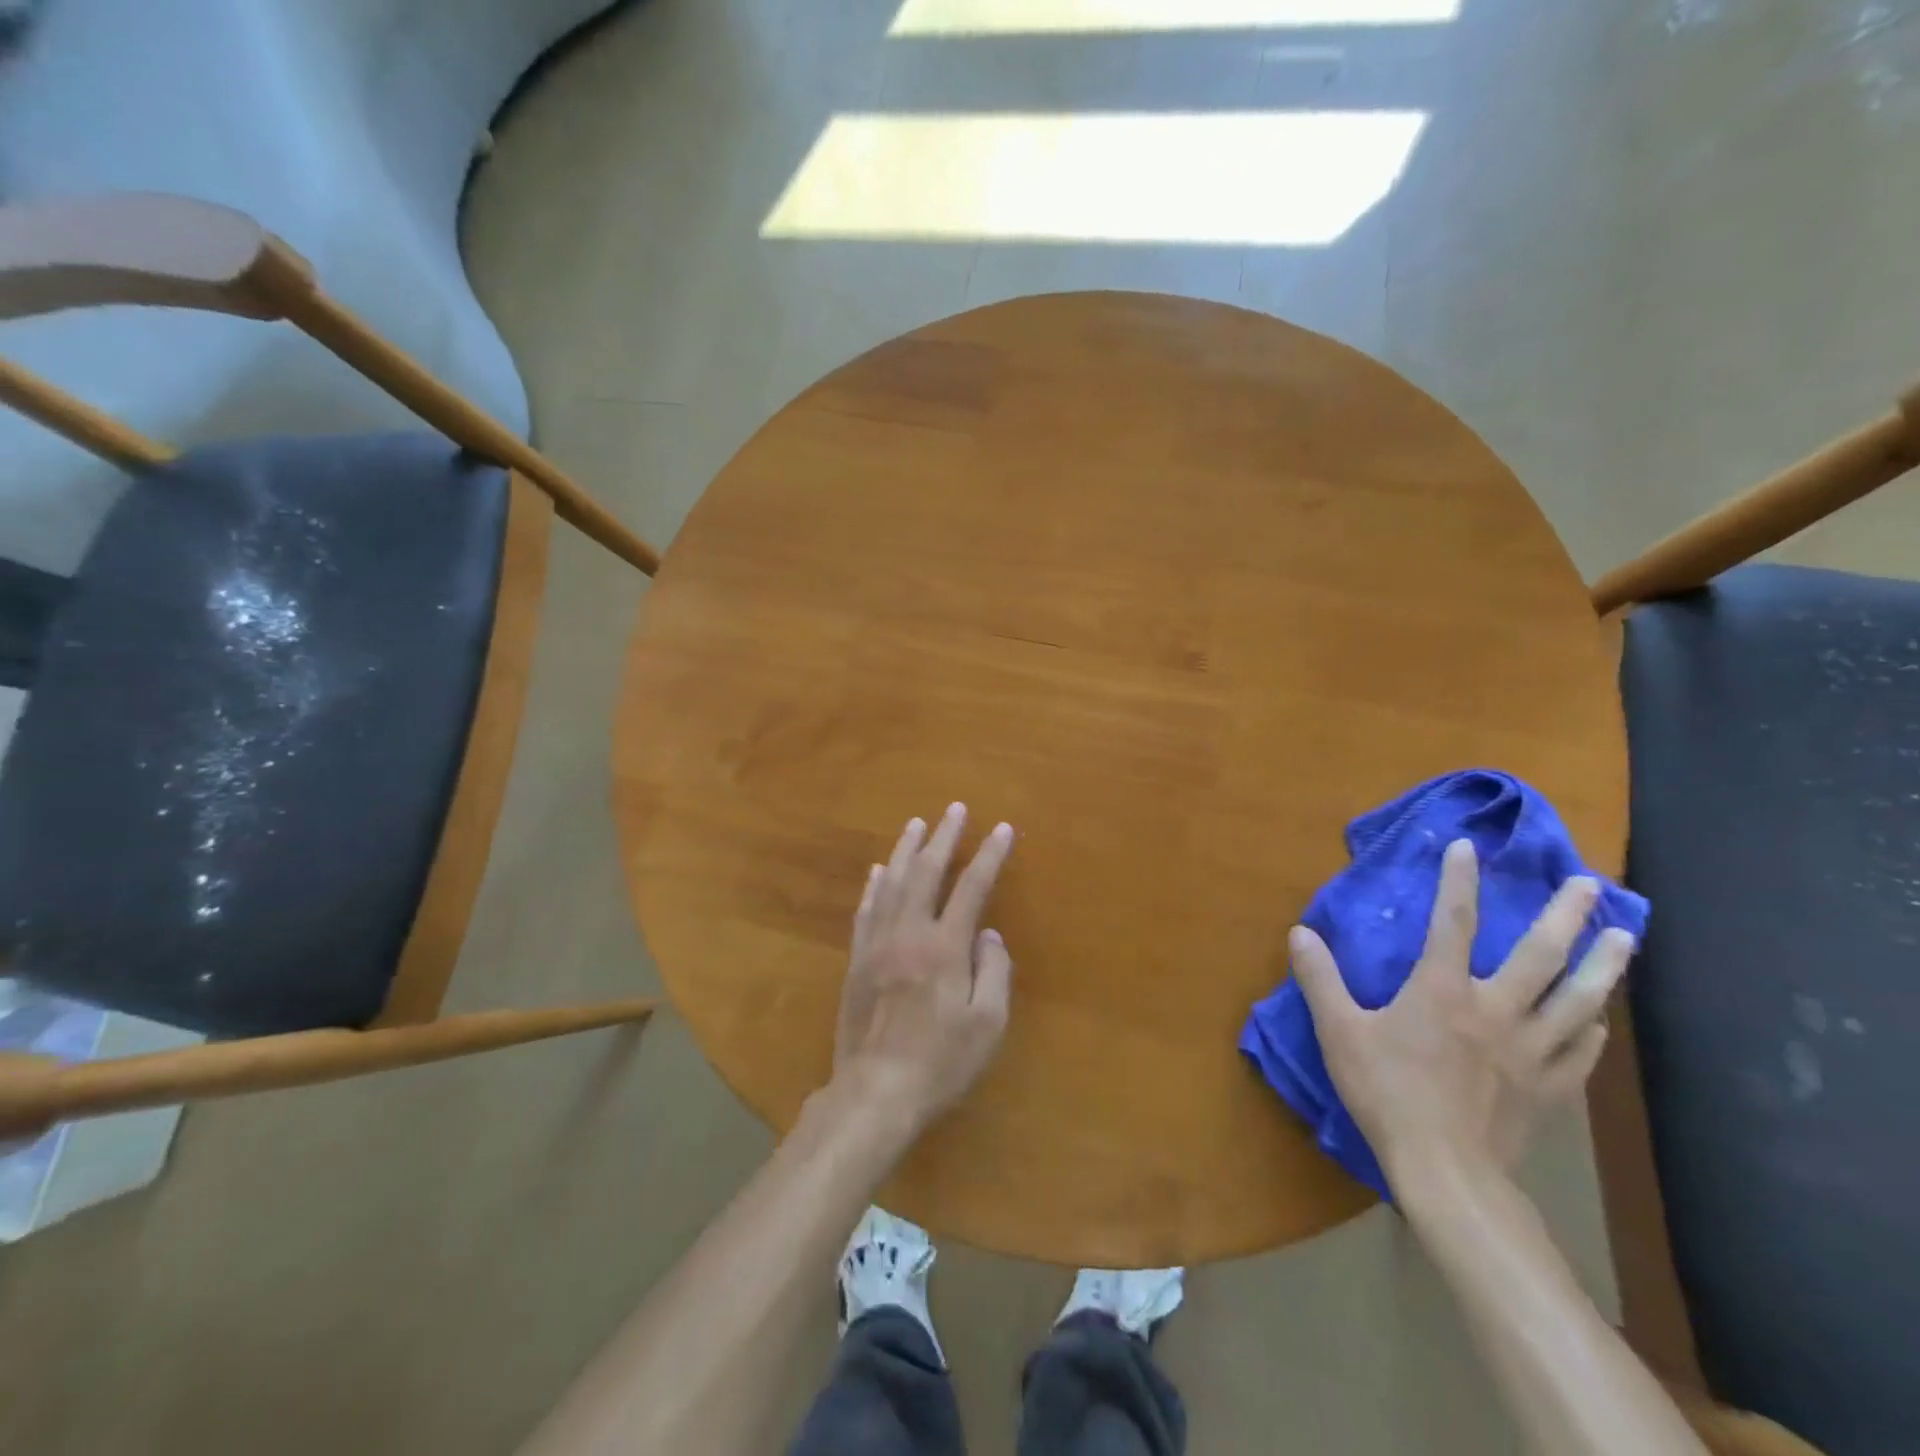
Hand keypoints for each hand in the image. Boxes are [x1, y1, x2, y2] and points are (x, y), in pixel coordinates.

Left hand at [833, 803, 1016, 1128]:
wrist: (875, 1090)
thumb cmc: (940, 1061)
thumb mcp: (987, 1024)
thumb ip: (994, 970)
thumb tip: (989, 934)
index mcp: (944, 946)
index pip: (971, 887)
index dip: (989, 855)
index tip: (1002, 829)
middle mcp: (908, 933)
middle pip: (926, 872)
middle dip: (943, 837)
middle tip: (954, 809)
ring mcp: (877, 943)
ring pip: (890, 882)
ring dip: (905, 849)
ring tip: (916, 824)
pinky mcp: (856, 959)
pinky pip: (866, 909)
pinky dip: (874, 884)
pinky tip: (878, 870)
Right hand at [1289, 839, 1634, 1185]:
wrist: (1444, 1169)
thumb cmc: (1386, 1091)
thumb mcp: (1339, 1031)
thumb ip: (1320, 979)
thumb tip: (1300, 933)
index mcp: (1443, 990)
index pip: (1453, 921)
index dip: (1458, 880)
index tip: (1468, 846)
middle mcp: (1496, 1009)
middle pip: (1541, 954)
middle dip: (1565, 914)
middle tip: (1589, 884)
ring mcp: (1531, 1050)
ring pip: (1577, 999)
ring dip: (1603, 965)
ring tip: (1623, 938)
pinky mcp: (1550, 1088)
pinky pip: (1581, 1051)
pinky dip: (1592, 1029)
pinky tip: (1599, 1020)